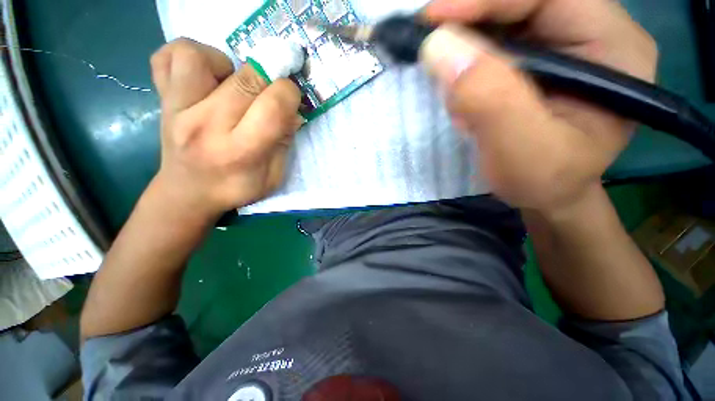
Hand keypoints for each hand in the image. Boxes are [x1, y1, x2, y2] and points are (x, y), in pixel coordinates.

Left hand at [149, 38, 302, 221]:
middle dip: (269, 79)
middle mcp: (206, 125)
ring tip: (232, 84)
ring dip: (226, 64)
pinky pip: (168, 56)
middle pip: (246, 78)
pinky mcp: (162, 98)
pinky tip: (206, 76)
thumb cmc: (235, 188)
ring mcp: (177, 108)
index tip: (291, 101)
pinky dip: (192, 56)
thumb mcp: (273, 177)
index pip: (273, 107)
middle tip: (269, 93)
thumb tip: (293, 111)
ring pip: (198, 56)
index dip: (290, 95)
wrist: (188, 193)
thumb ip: (284, 143)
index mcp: (240, 151)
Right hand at [422, 0, 657, 212]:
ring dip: (467, 52)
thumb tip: (439, 46)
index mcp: (613, 47)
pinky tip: (467, 102)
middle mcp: (593, 32)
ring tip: (461, 103)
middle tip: (436, 58)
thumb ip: (488, 99)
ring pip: (503, 20)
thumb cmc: (543, 181)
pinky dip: (468, 67)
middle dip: (471, 25)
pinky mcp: (537, 59)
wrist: (546, 194)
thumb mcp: (520, 150)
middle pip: (523, 1)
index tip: (432, 19)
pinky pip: (493, 44)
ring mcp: (563, 43)